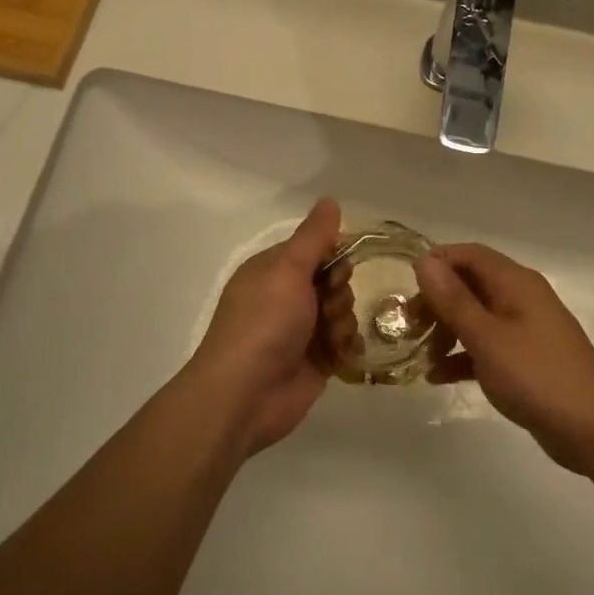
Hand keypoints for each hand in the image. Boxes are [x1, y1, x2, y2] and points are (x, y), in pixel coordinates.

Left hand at [186, 198, 342, 455]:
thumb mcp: (287, 270)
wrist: (246, 394)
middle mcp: (286, 297)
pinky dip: (348, 345)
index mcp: (273, 270)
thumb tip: (330, 200)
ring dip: (343, 321)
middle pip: (334, 280)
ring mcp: (301, 331)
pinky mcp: (315, 361)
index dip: (334, 254)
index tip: (340, 266)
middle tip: (328, 306)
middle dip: (339, 291)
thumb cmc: (264, 323)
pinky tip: (342, 353)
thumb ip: (313, 237)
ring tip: (331, 337)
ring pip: (342, 311)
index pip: (315, 249)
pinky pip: (345, 343)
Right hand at [415, 243, 593, 473]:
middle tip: (409, 325)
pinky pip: (487, 345)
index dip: (437, 263)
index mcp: (515, 282)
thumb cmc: (536, 375)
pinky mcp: (527, 359)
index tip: (406, 287)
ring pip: (476, 316)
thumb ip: (453, 299)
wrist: (593, 429)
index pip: (469, 254)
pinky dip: (463, 355)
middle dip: (437, 301)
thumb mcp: (486, 336)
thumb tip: (425, 260)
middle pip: (470, 284)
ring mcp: (526, 329)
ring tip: (419, 352)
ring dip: (446, 329)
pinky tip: (438, 376)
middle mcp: (522, 298)